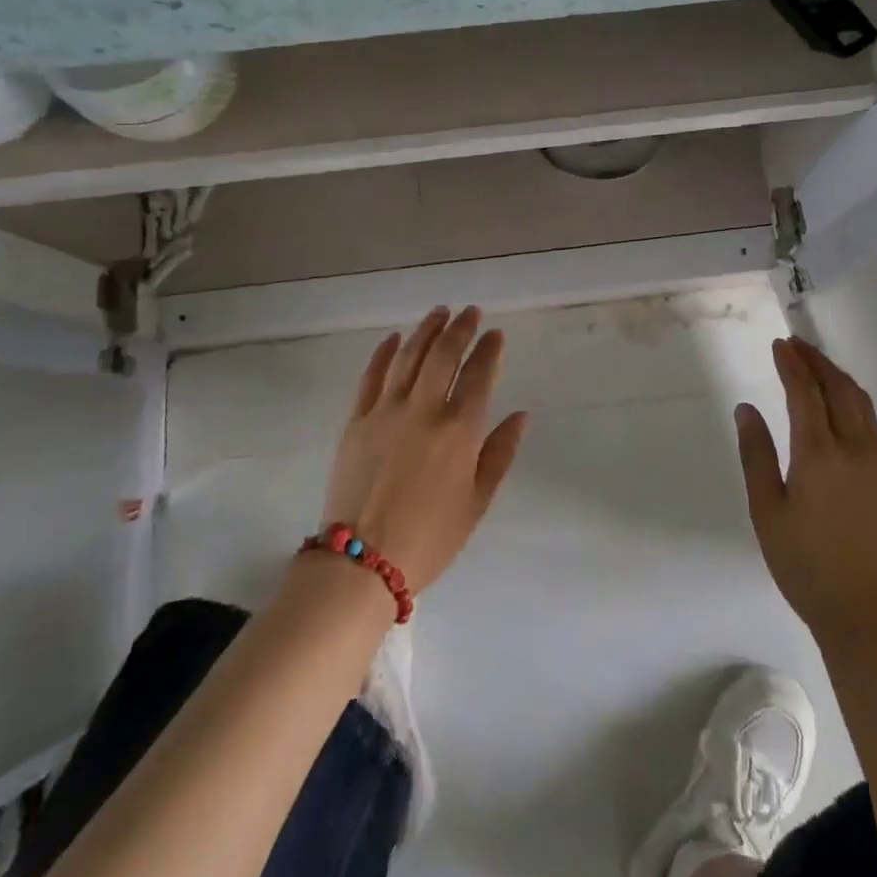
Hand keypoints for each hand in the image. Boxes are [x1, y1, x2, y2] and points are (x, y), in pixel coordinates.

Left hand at [320, 306, 527, 594]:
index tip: (495, 334)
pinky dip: (384, 352)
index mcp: (458, 431)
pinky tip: (394, 338)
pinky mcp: (356, 420)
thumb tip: (520, 415)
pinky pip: (371, 376)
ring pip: (408, 356)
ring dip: (426, 330)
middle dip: (460, 329)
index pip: (479, 375)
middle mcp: (423, 410)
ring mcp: (385, 411)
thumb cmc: (430, 538)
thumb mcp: (477, 502)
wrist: (361, 563)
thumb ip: (500, 453)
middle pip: (443, 355)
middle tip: (470, 312)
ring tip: (439, 313)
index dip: (489, 350)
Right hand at [736, 337, 876, 645]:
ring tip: (821, 368)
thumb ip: (756, 455)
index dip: (792, 364)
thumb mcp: (766, 511)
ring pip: (864, 406)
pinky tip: (850, 411)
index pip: (805, 392)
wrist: (869, 616)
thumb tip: (747, 409)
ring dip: (841, 379)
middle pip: (840, 389)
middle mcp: (855, 449)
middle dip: (818, 361)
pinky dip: (859, 406)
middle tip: (798, 346)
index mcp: (819, 454)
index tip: (780, 345)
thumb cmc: (806, 565)